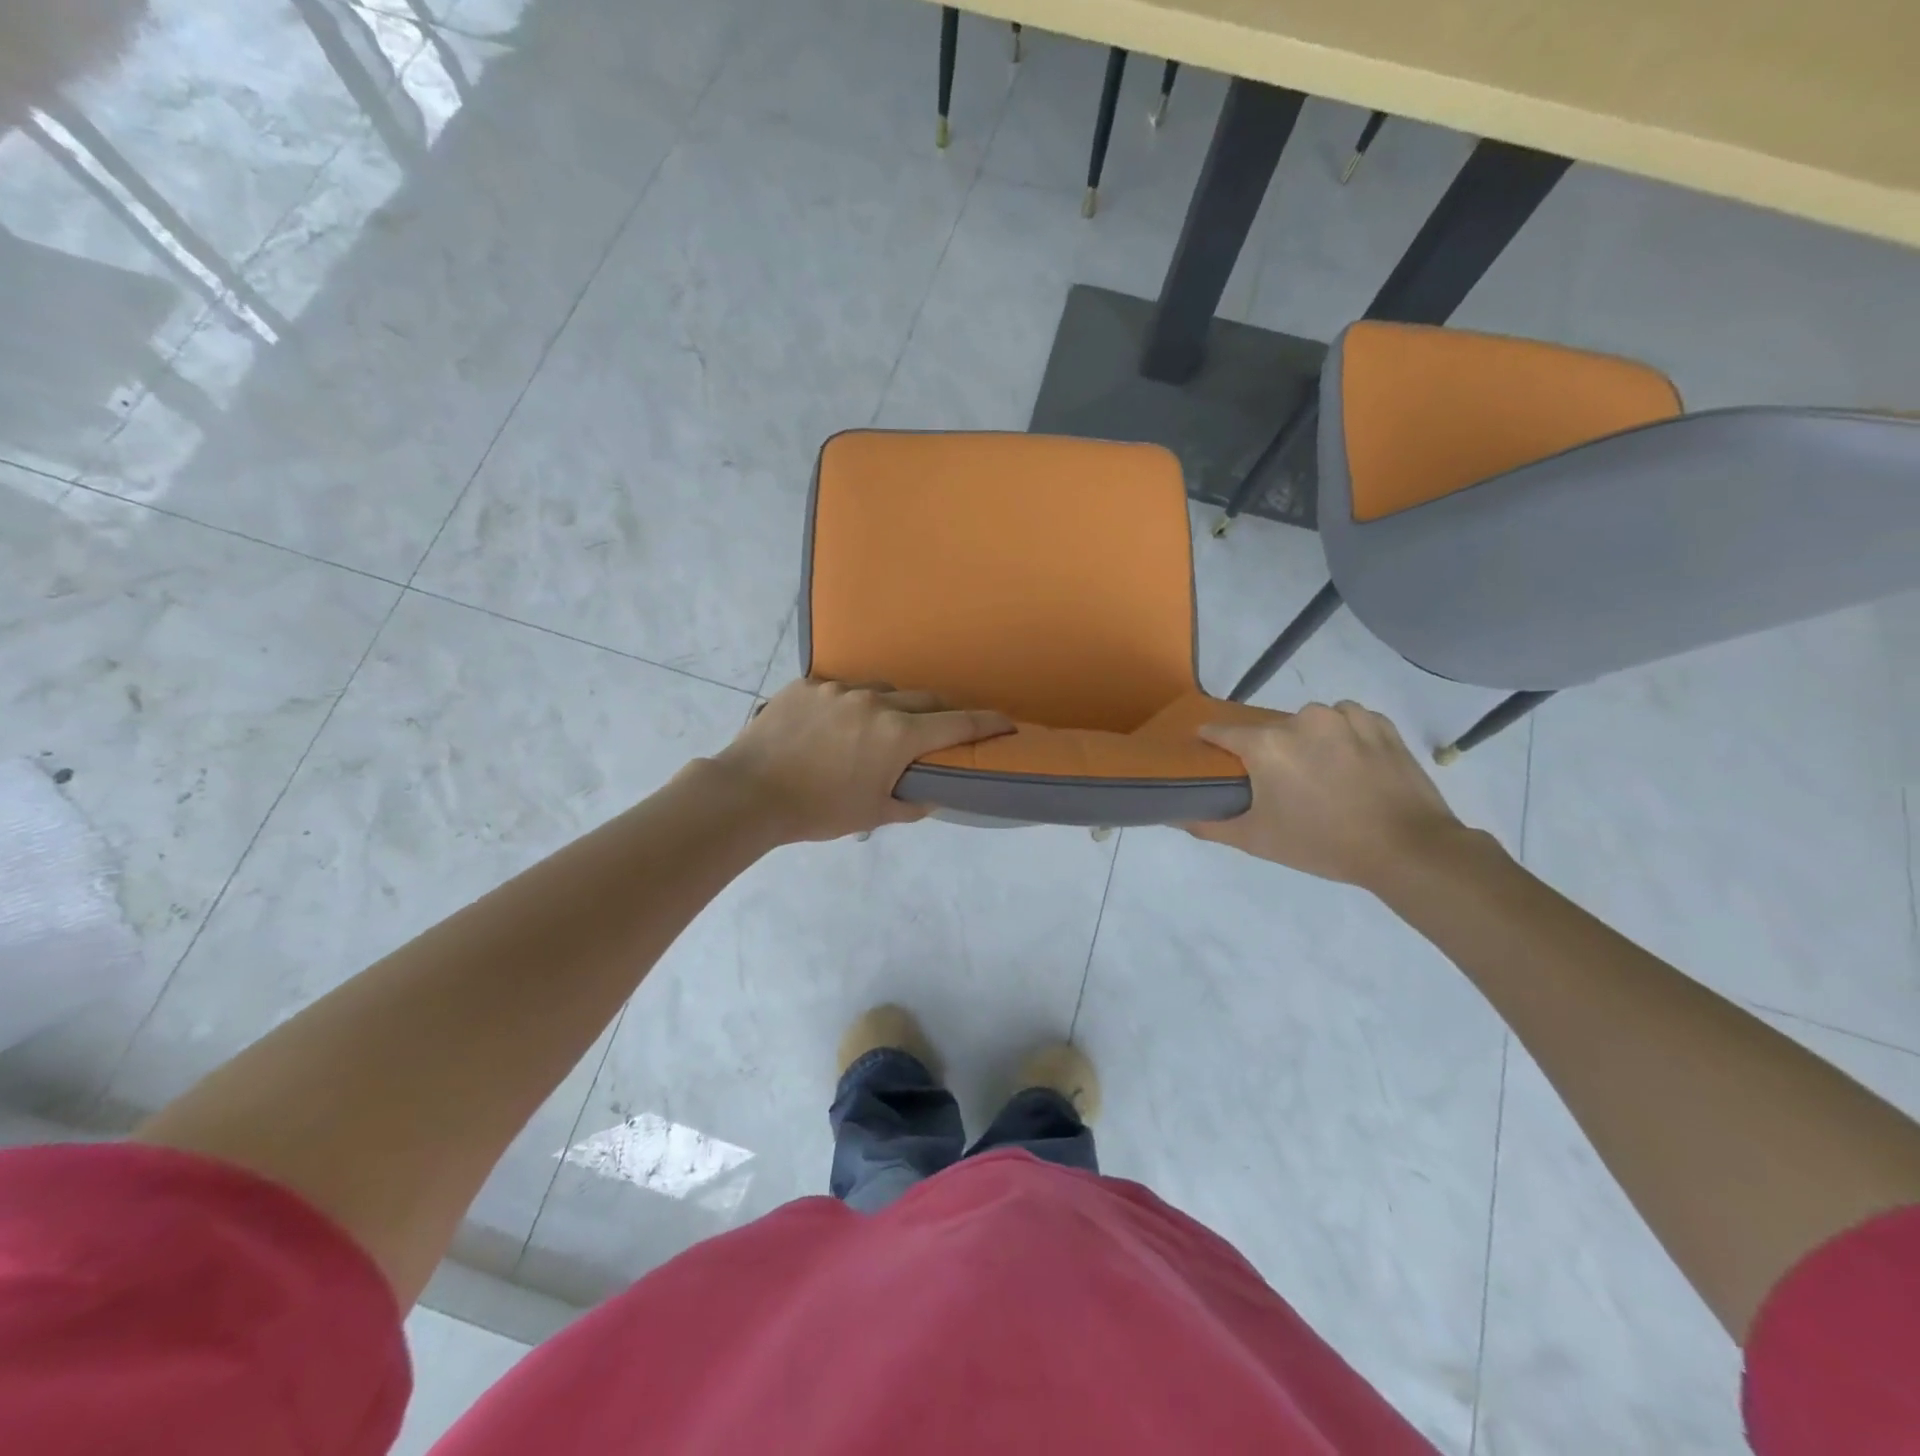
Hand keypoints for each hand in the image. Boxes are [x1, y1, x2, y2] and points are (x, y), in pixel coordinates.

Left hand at [710, 679, 1013, 843]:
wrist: (749, 793)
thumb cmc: (817, 810)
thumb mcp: (872, 814)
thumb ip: (911, 802)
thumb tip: (932, 793)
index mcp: (897, 734)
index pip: (957, 723)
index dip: (987, 723)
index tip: (1006, 722)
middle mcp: (874, 702)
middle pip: (923, 698)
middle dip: (939, 712)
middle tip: (940, 729)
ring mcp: (838, 688)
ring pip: (881, 689)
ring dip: (892, 705)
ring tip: (879, 726)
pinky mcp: (807, 684)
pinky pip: (841, 688)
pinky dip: (850, 703)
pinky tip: (835, 723)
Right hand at [1188, 701, 1477, 889]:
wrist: (1407, 848)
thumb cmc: (1322, 843)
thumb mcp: (1257, 840)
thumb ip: (1209, 825)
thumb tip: (1173, 816)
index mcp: (1267, 744)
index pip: (1221, 731)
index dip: (1211, 743)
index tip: (1211, 757)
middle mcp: (1302, 719)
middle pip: (1269, 729)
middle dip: (1269, 751)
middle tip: (1282, 785)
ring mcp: (1345, 716)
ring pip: (1310, 722)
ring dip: (1308, 741)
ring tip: (1323, 776)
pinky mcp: (1379, 722)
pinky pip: (1347, 720)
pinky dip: (1344, 736)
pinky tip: (1352, 766)